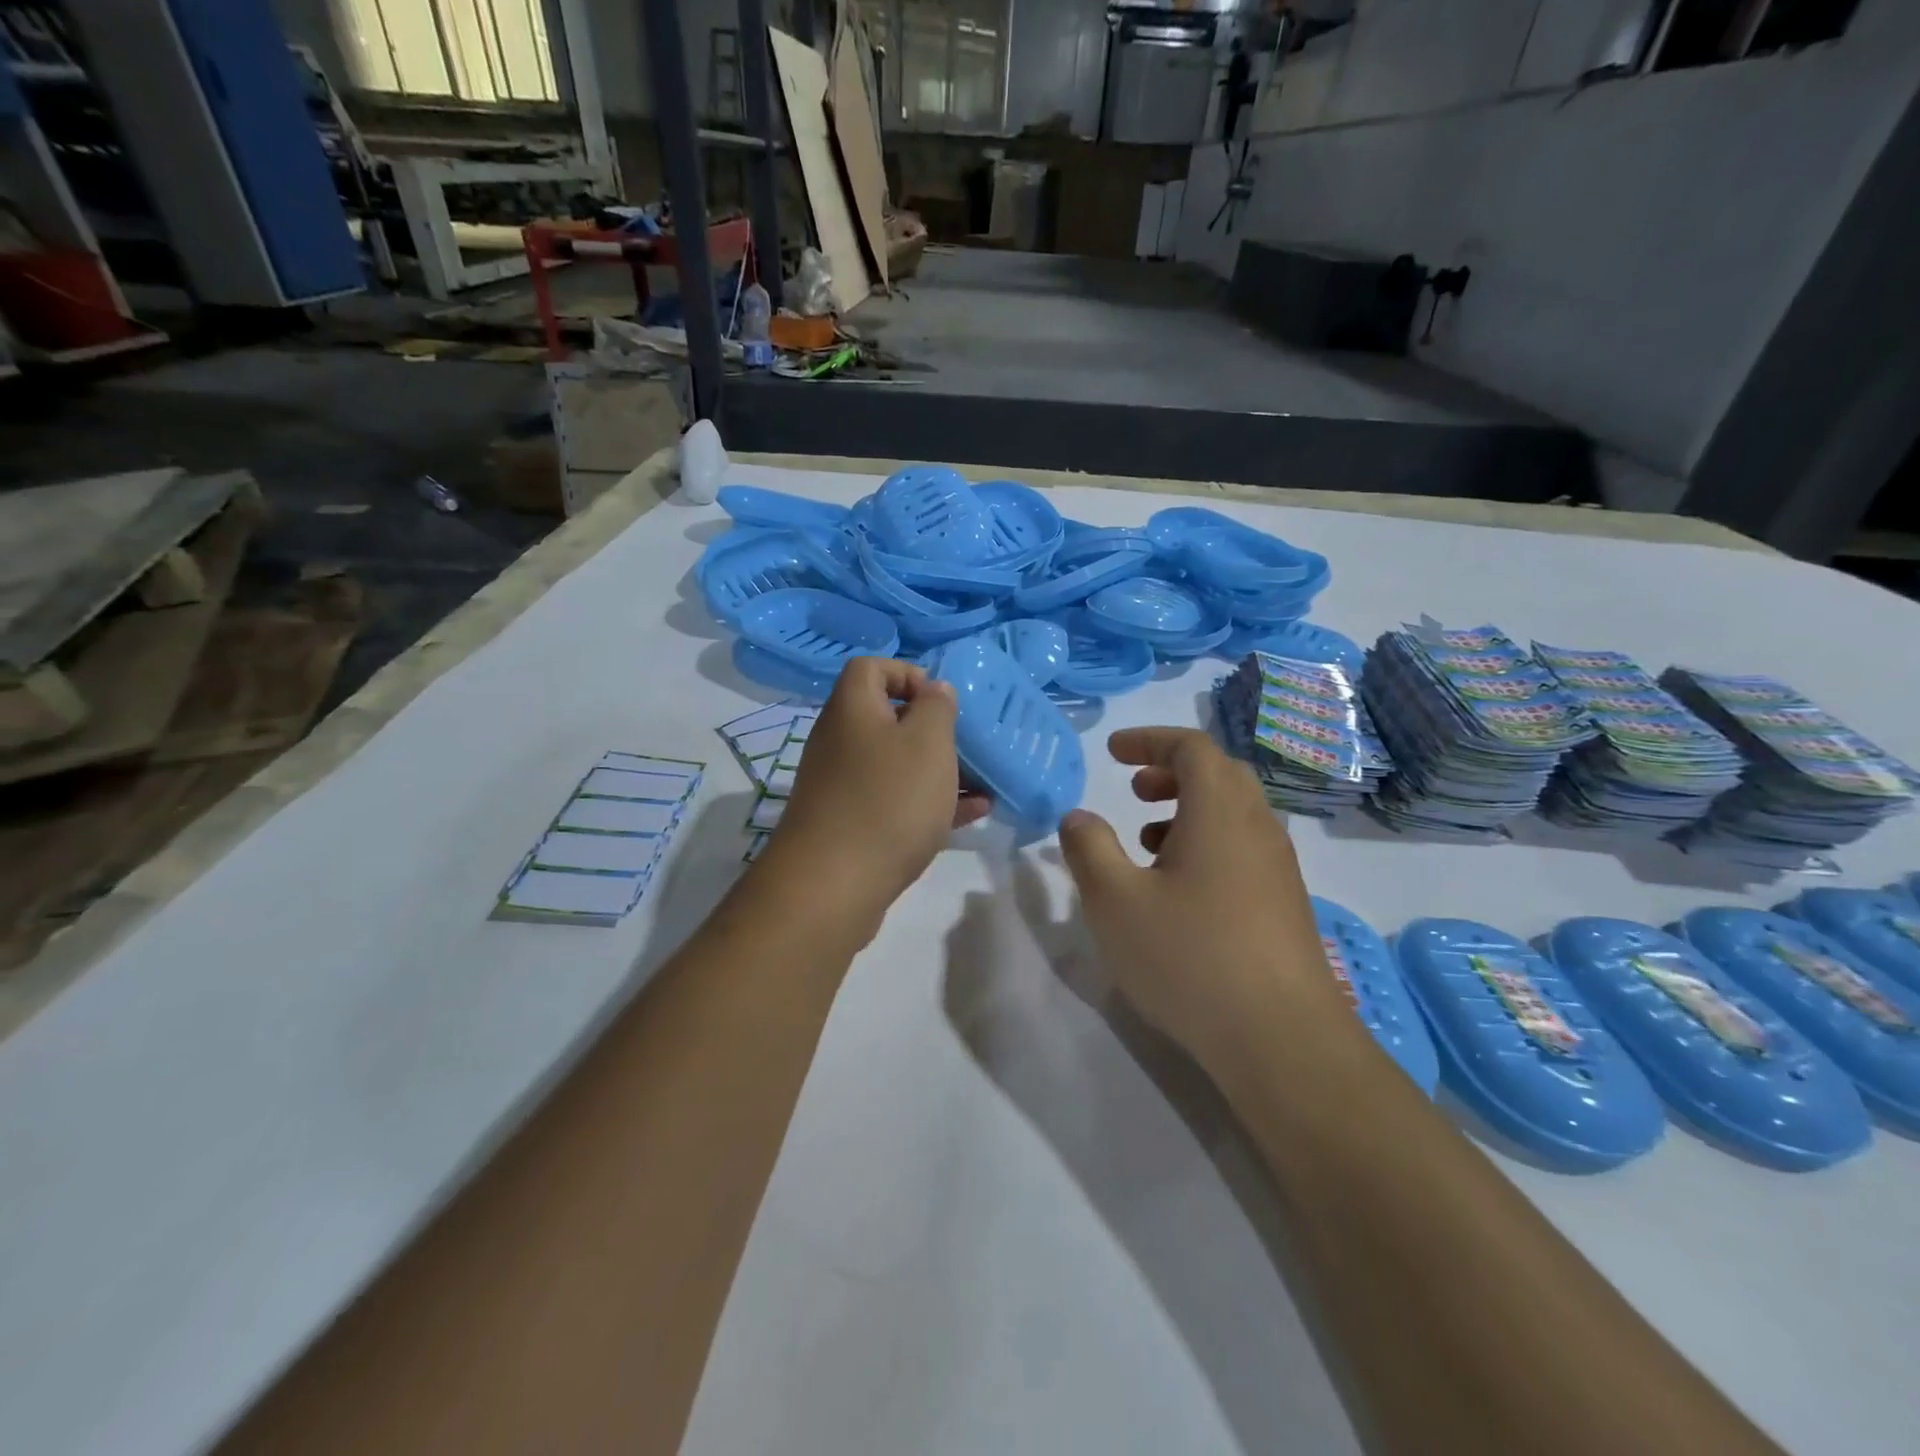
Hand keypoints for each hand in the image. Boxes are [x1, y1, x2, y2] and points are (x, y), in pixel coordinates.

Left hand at [751, 658, 990, 941]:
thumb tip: (933, 689)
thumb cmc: (888, 800)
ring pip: (896, 764)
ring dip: (938, 769)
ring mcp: (842, 786)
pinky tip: (973, 814)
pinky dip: (928, 801)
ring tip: (982, 782)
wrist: (832, 886)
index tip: (940, 700)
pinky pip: (894, 800)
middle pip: (887, 718)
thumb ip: (937, 707)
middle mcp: (840, 741)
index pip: (871, 667)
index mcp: (852, 709)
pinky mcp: (850, 824)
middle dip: (932, 728)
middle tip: (966, 744)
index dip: (907, 673)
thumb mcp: (928, 743)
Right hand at [1058, 727, 1349, 1066]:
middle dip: (1171, 772)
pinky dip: (1208, 844)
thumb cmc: (1189, 957)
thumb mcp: (1115, 901)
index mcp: (1220, 811)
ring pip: (1234, 814)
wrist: (1282, 1040)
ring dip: (1189, 810)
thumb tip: (1078, 816)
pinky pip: (1244, 849)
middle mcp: (1257, 828)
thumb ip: (1089, 848)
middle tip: (1134, 790)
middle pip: (1220, 774)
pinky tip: (1180, 890)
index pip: (1192, 748)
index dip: (1149, 740)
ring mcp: (1279, 868)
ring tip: (1148, 842)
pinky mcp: (1286, 904)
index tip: (1113, 752)